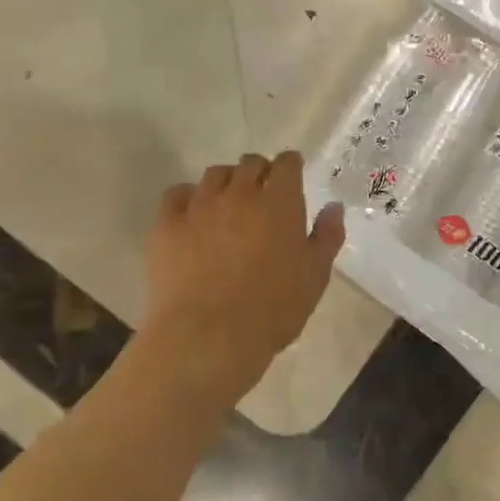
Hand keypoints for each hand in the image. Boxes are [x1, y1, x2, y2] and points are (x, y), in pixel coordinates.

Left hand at [141, 152, 344, 394]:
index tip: (292, 176)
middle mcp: (239, 194)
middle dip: (259, 172)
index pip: (287, 165)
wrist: (209, 336)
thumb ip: (327, 236)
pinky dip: (188, 197)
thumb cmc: (272, 309)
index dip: (291, 166)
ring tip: (228, 203)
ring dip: (226, 182)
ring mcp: (199, 206)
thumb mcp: (315, 276)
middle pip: (249, 164)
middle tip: (262, 194)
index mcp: (279, 203)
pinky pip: (176, 194)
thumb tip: (333, 207)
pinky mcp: (167, 224)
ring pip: (214, 175)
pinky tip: (192, 216)